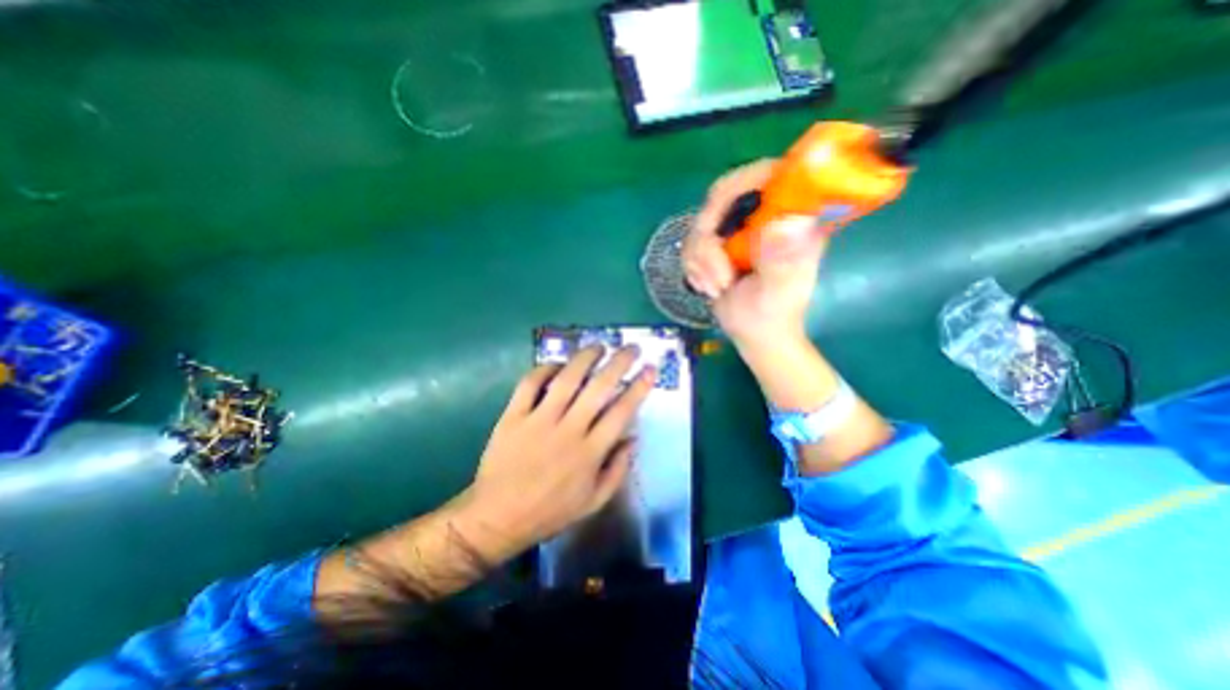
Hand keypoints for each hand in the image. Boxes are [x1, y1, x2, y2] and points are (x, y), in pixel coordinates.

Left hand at [459, 347, 651, 563]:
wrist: (497, 517)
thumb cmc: (550, 511)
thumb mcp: (594, 501)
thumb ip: (618, 469)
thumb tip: (634, 438)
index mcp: (590, 452)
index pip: (622, 411)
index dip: (639, 387)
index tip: (650, 369)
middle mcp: (568, 430)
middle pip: (599, 388)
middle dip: (619, 363)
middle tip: (630, 348)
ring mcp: (539, 420)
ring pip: (567, 379)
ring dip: (585, 358)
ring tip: (598, 347)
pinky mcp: (513, 416)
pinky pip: (530, 384)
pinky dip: (544, 369)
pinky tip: (556, 365)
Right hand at [683, 156, 825, 346]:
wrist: (754, 334)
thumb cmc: (774, 315)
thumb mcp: (780, 291)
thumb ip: (782, 262)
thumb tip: (788, 224)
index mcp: (792, 216)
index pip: (768, 174)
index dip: (741, 184)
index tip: (721, 222)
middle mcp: (763, 215)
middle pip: (723, 195)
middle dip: (708, 235)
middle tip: (713, 266)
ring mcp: (738, 229)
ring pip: (700, 222)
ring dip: (700, 260)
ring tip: (716, 287)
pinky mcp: (719, 243)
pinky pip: (690, 242)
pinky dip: (694, 267)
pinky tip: (708, 286)